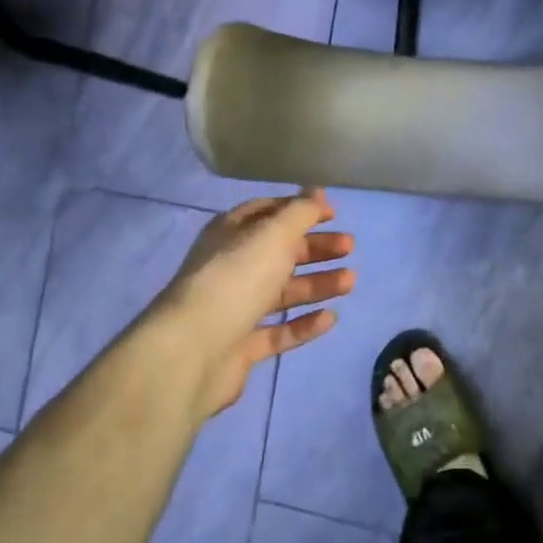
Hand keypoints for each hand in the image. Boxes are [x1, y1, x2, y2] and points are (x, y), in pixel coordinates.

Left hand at [150, 188, 354, 418]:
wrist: (192, 351)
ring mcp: (234, 308)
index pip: (268, 213)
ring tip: (350, 282)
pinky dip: (304, 324)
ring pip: (282, 291)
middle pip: (279, 252)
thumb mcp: (273, 234)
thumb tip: (316, 191)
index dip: (300, 209)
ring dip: (317, 284)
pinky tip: (330, 318)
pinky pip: (278, 331)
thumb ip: (300, 212)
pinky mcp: (241, 346)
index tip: (333, 213)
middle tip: (349, 247)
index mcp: (231, 233)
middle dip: (315, 248)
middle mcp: (231, 266)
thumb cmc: (236, 279)